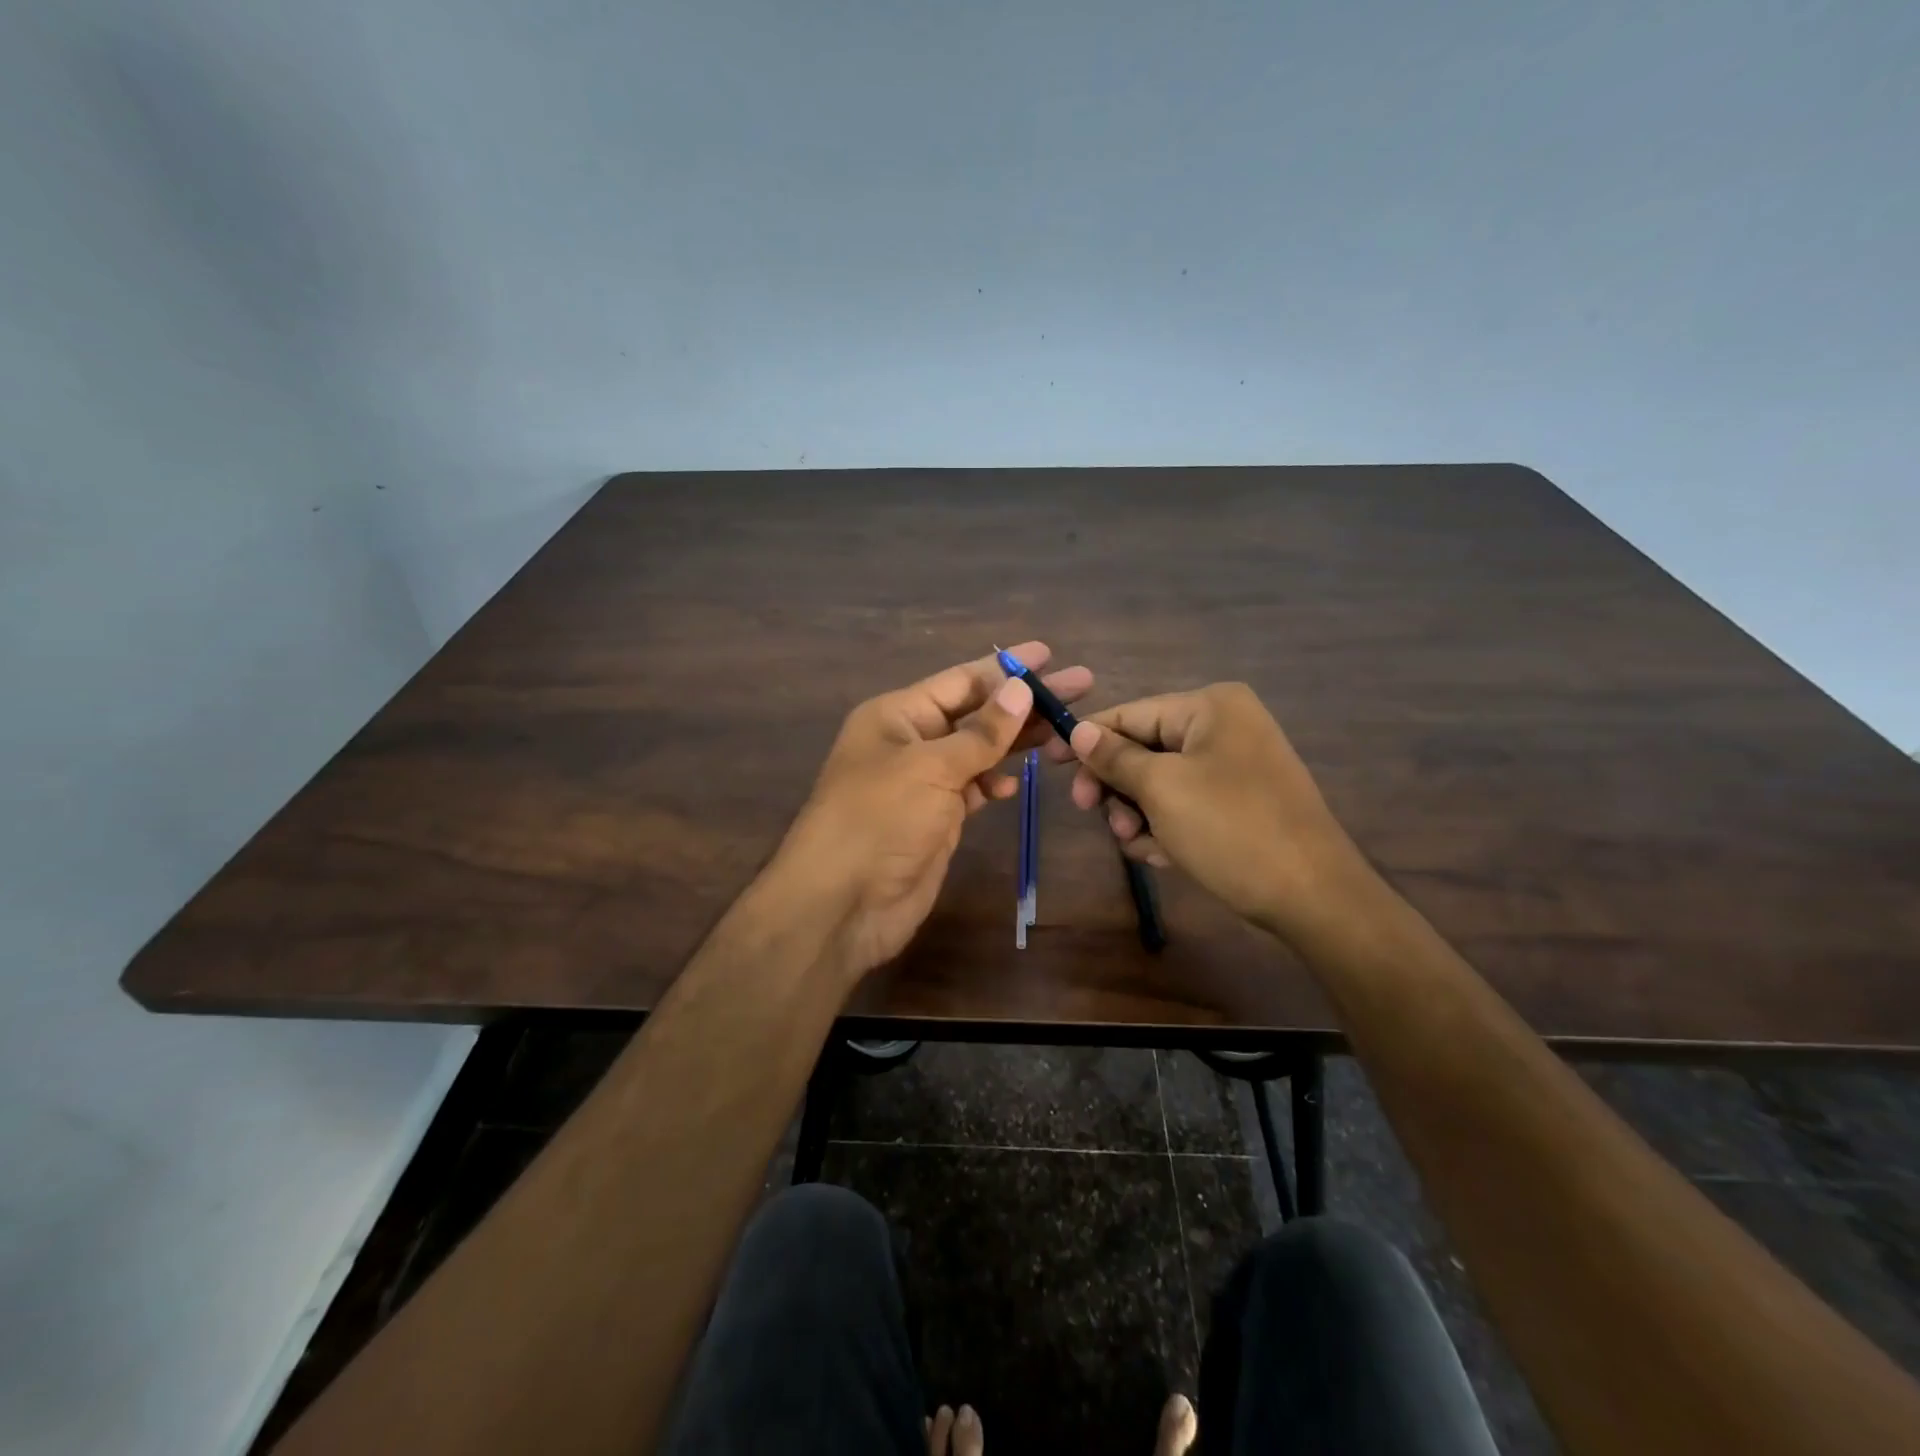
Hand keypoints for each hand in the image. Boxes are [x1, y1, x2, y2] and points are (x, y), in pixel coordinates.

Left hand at [772, 642, 1092, 980]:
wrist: (842, 903)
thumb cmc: (879, 819)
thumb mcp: (931, 767)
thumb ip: (981, 732)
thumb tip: (1022, 688)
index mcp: (898, 715)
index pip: (961, 681)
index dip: (1006, 668)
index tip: (1049, 653)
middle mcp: (911, 741)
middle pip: (977, 712)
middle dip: (1026, 701)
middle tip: (1081, 685)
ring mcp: (923, 782)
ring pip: (979, 751)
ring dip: (1018, 742)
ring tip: (1067, 731)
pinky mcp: (936, 818)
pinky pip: (973, 788)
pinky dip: (994, 783)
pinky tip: (1014, 785)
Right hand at [1044, 682, 1365, 944]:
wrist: (1313, 896)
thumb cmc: (1231, 829)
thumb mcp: (1162, 789)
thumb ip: (1114, 756)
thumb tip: (1077, 730)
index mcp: (1210, 707)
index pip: (1130, 713)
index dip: (1087, 738)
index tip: (1048, 761)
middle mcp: (1224, 727)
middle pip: (1143, 748)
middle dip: (1117, 786)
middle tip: (1093, 814)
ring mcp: (1235, 766)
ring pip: (1160, 781)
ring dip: (1138, 813)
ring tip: (1138, 844)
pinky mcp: (1240, 803)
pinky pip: (1186, 803)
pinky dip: (1167, 826)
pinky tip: (1164, 855)